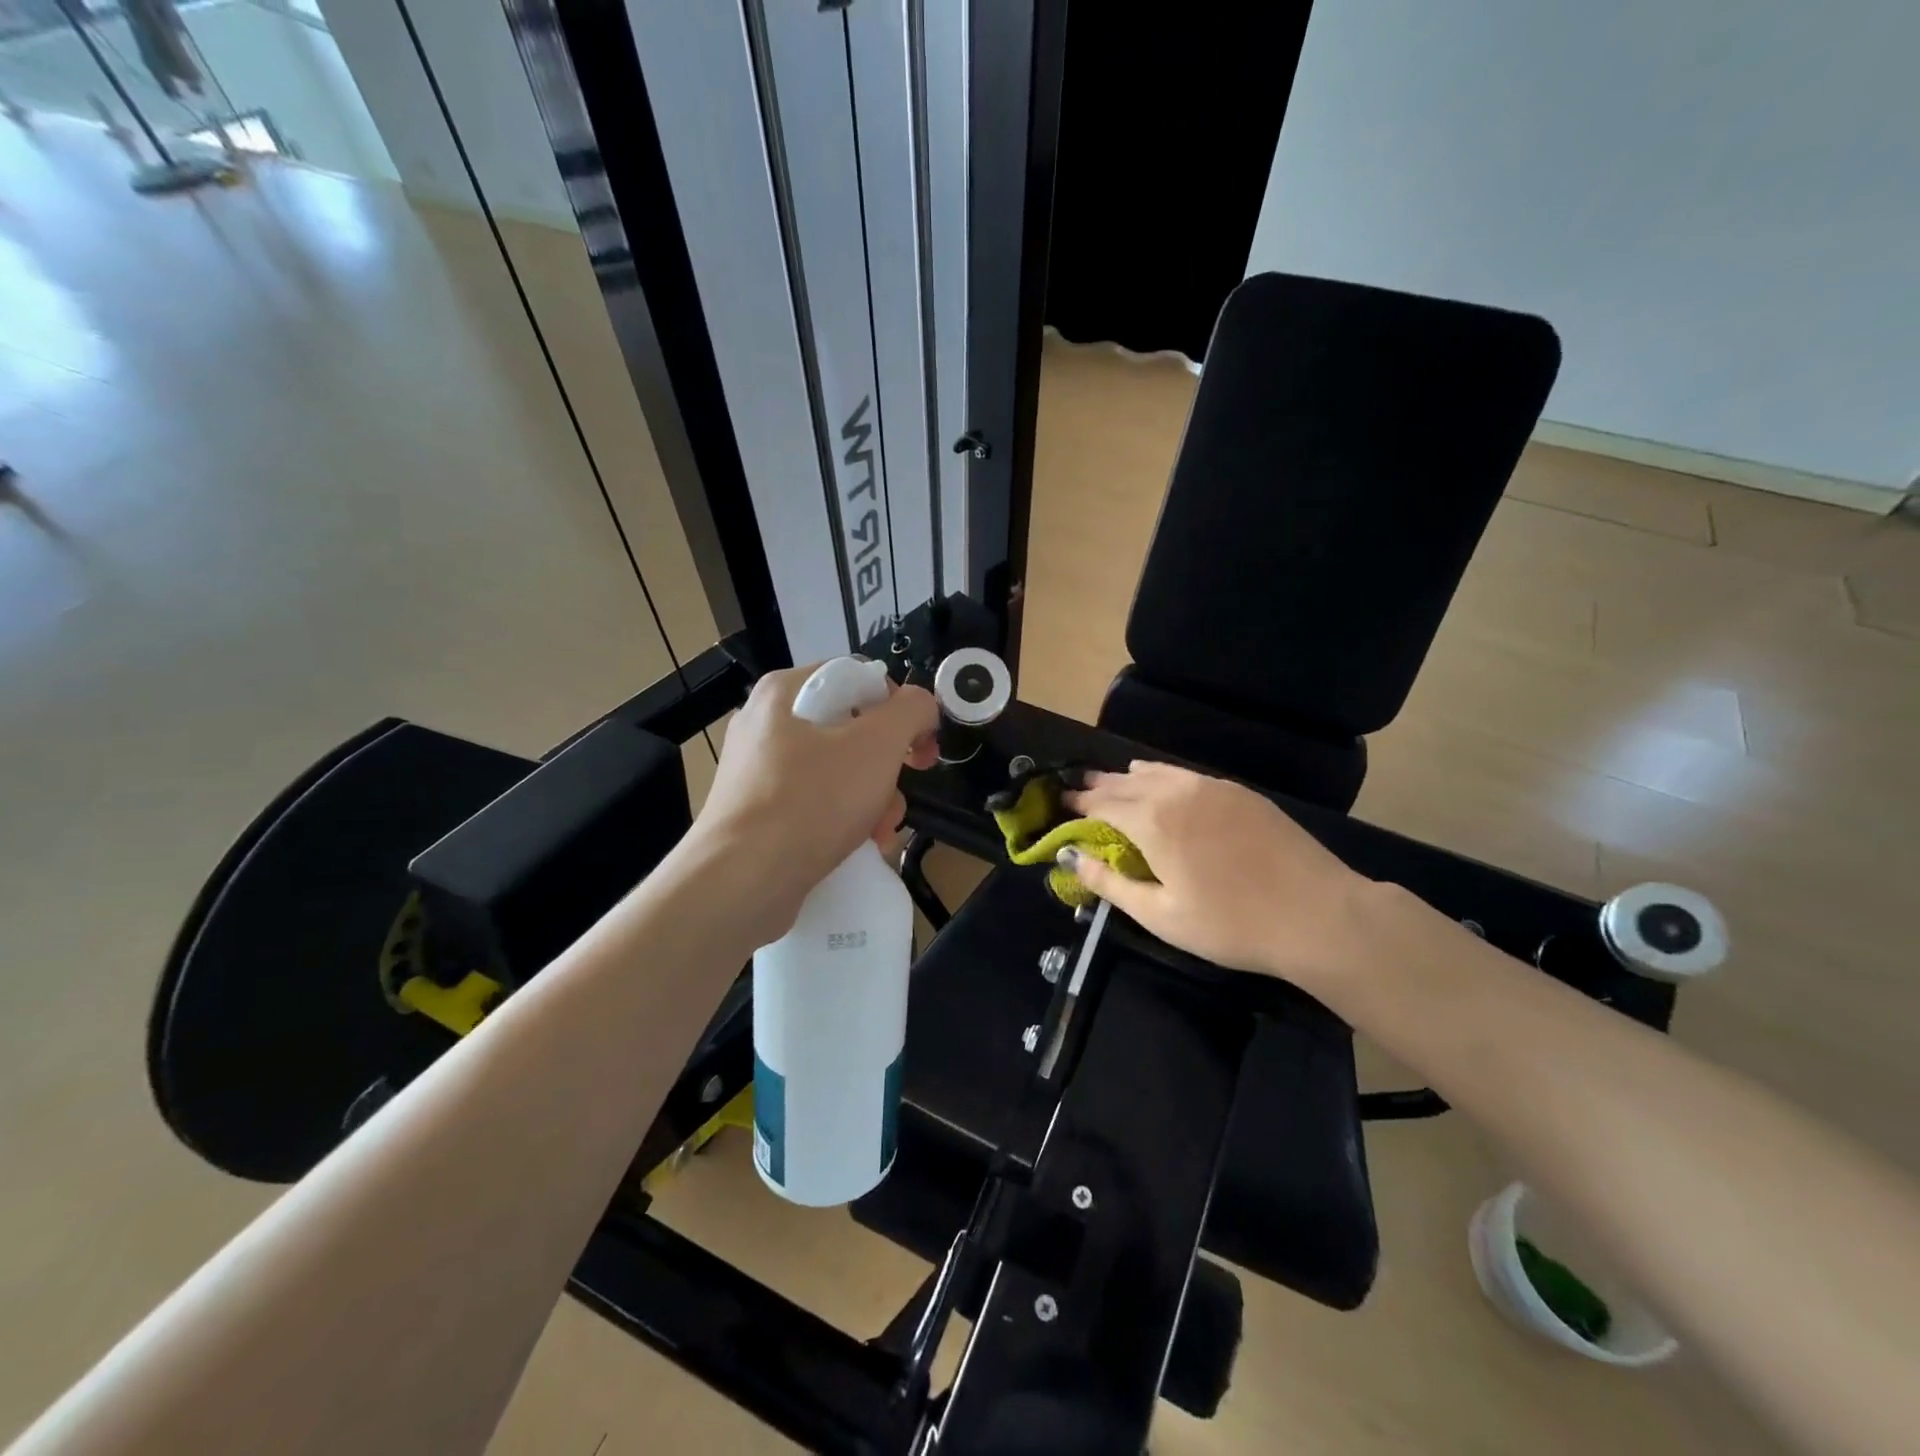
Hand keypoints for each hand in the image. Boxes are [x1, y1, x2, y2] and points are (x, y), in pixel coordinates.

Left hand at [690, 664, 938, 945]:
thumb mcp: (877, 745)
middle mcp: (766, 724)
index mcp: (785, 692)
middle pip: (852, 730)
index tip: (922, 747)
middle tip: (901, 794)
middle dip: (888, 768)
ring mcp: (758, 771)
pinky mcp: (757, 813)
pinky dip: (843, 821)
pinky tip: (859, 848)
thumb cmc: (811, 802)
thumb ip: (911, 710)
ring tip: (880, 834)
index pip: (859, 678)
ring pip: (838, 771)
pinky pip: (815, 803)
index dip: (900, 708)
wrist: (741, 882)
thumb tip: (921, 706)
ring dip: (872, 801)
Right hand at [1062, 761, 1381, 989]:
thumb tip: (1071, 859)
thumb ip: (1110, 884)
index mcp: (1152, 821)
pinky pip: (1187, 775)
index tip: (1060, 803)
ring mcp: (1213, 788)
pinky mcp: (1241, 793)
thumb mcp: (1160, 915)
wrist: (1318, 914)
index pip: (1103, 804)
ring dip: (1129, 777)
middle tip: (1078, 787)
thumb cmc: (1230, 924)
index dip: (1078, 804)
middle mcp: (1177, 792)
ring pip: (1158, 773)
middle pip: (1127, 782)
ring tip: (1113, 780)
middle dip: (1099, 785)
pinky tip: (1161, 781)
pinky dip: (1163, 775)